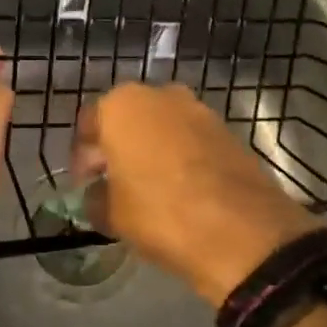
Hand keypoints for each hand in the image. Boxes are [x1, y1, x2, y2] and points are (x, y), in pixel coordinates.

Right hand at [74, 83, 318, 305]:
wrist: (243, 231)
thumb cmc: (161, 214)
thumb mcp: (111, 214)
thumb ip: (95, 198)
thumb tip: (97, 195)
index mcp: (122, 105)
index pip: (88, 123)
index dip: (83, 157)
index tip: (84, 186)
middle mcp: (160, 95)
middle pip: (127, 119)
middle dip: (117, 148)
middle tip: (113, 184)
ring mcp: (199, 109)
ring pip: (161, 127)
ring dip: (150, 150)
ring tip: (148, 189)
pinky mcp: (227, 129)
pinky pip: (190, 139)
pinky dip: (180, 156)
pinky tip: (181, 189)